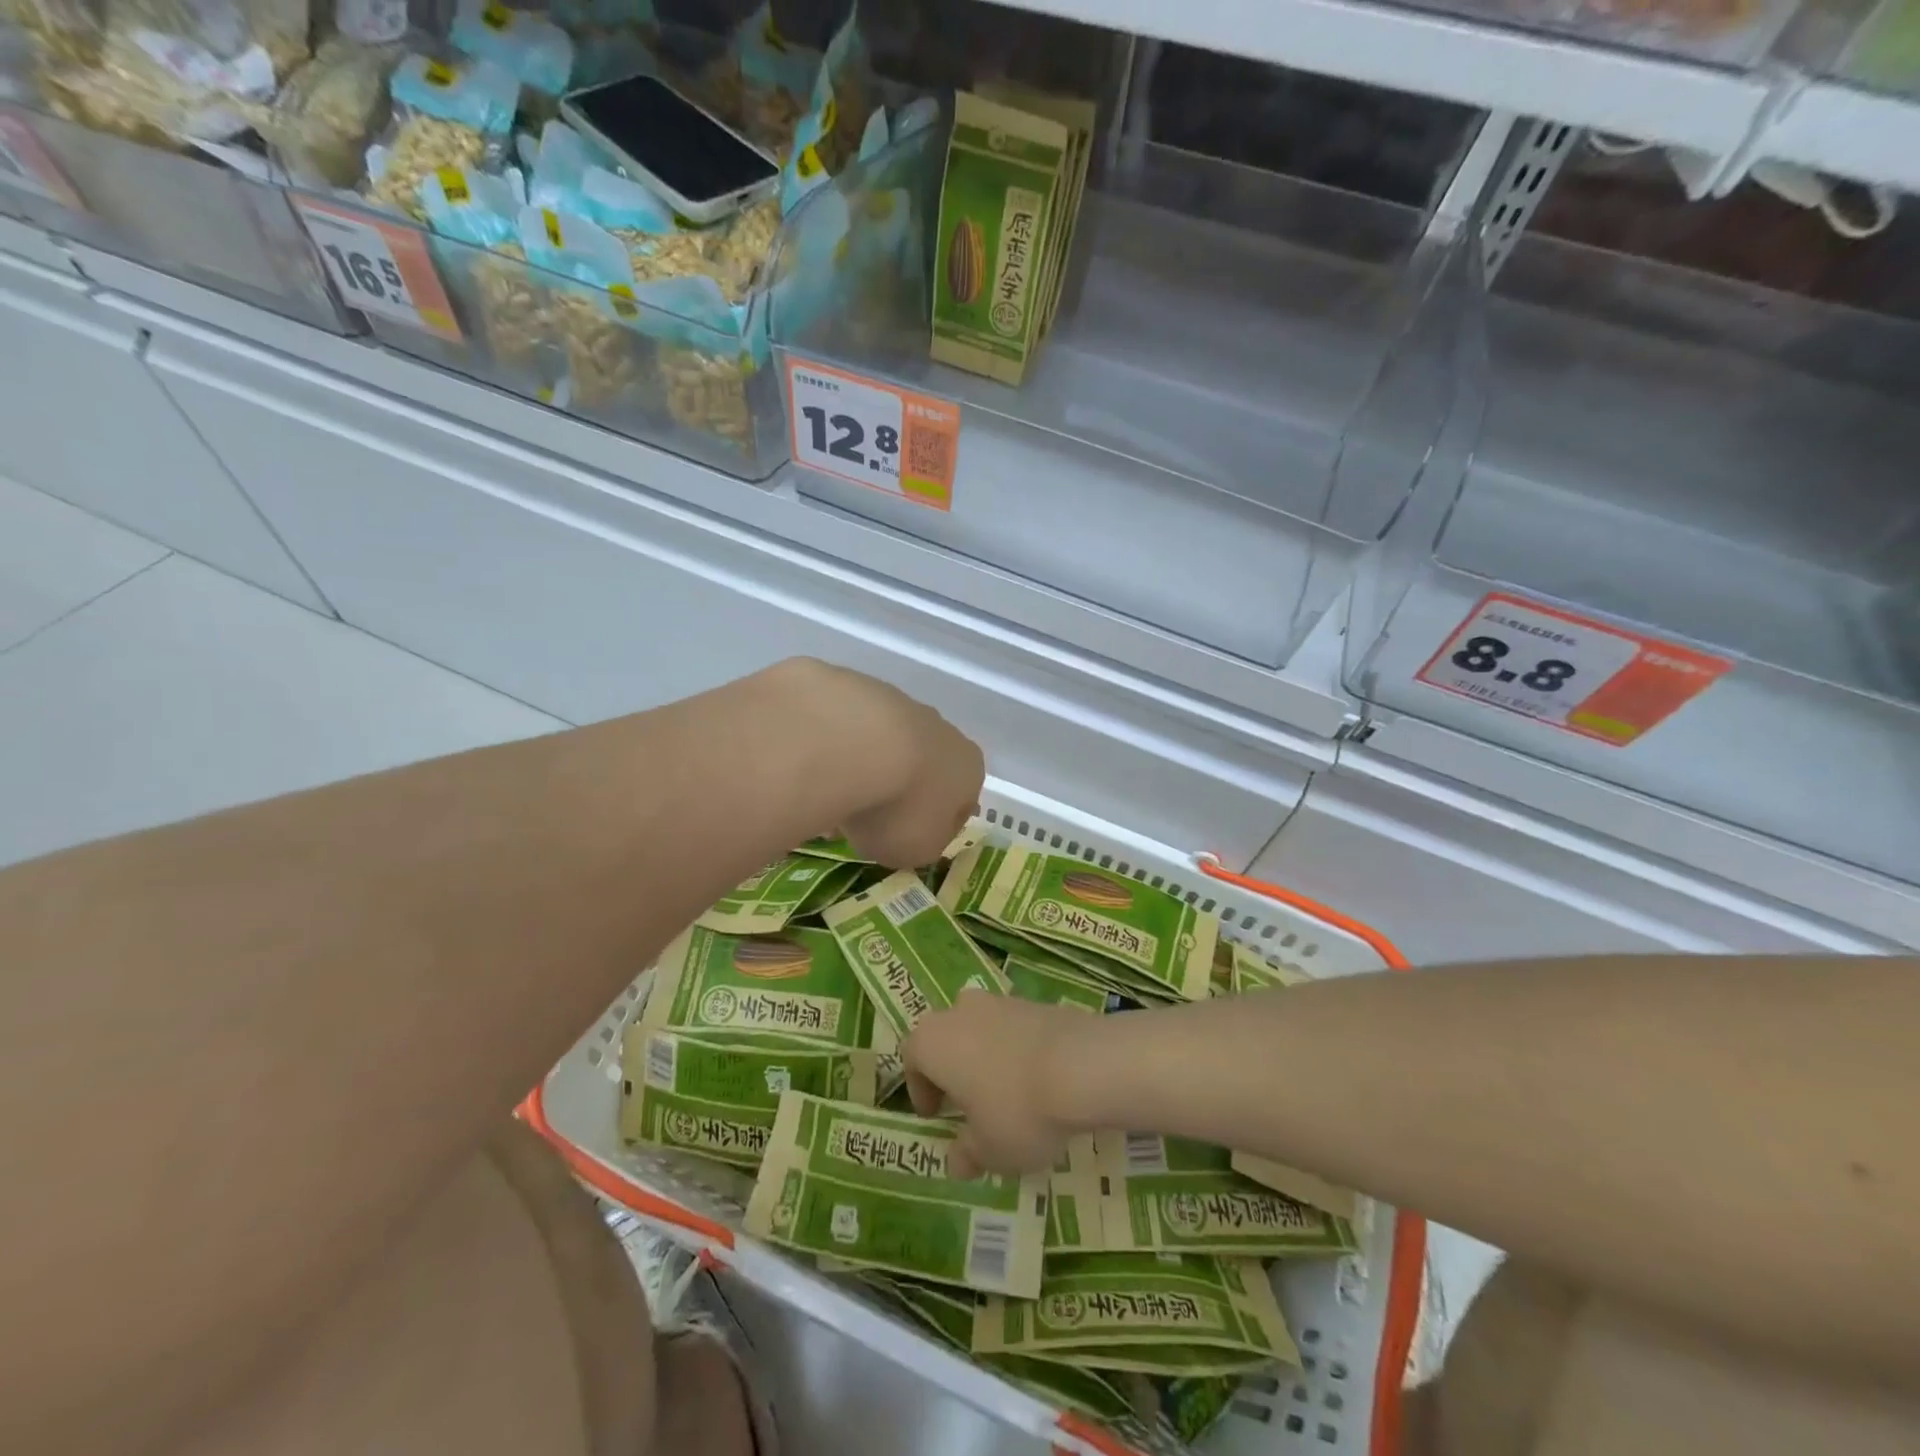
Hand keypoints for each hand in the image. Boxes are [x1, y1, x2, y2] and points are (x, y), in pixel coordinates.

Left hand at [784, 661, 982, 869]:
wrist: (849, 744)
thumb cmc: (898, 808)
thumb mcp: (918, 850)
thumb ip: (923, 842)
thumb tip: (915, 832)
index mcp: (968, 768)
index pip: (962, 801)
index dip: (936, 824)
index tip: (908, 839)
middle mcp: (941, 729)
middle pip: (924, 765)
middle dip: (899, 789)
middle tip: (866, 818)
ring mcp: (896, 701)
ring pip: (883, 741)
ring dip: (864, 765)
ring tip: (830, 795)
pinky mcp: (851, 686)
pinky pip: (844, 726)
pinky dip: (831, 745)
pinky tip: (810, 766)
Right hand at [904, 991, 1085, 1177]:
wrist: (1082, 1064)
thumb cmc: (1018, 1110)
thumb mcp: (988, 1150)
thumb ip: (967, 1153)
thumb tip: (957, 1159)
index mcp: (933, 1042)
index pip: (912, 1059)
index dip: (920, 1089)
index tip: (936, 1115)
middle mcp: (959, 1012)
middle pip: (945, 1037)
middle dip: (952, 1067)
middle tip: (966, 1101)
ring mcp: (999, 1001)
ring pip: (980, 1029)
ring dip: (985, 1056)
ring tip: (1005, 1093)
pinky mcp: (1034, 1002)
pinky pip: (1013, 1028)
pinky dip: (1016, 1050)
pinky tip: (1036, 1080)